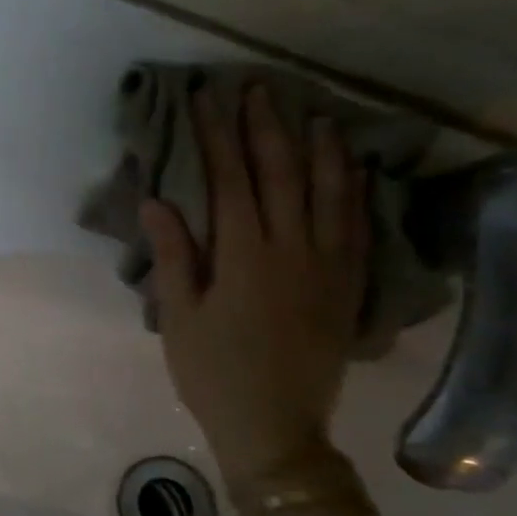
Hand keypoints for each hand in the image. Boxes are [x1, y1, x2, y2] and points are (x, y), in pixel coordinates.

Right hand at [140, 84, 368, 496]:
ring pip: (330, 193)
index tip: (206, 100)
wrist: (276, 427)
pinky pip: (358, 225)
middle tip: (255, 88)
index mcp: (245, 258)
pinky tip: (351, 167)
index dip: (216, 137)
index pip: (231, 181)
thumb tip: (158, 200)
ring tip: (311, 112)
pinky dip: (355, 189)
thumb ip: (173, 255)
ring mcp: (329, 267)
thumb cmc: (212, 372)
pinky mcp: (348, 285)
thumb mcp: (179, 316)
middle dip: (265, 128)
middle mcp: (294, 251)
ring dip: (319, 148)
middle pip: (281, 175)